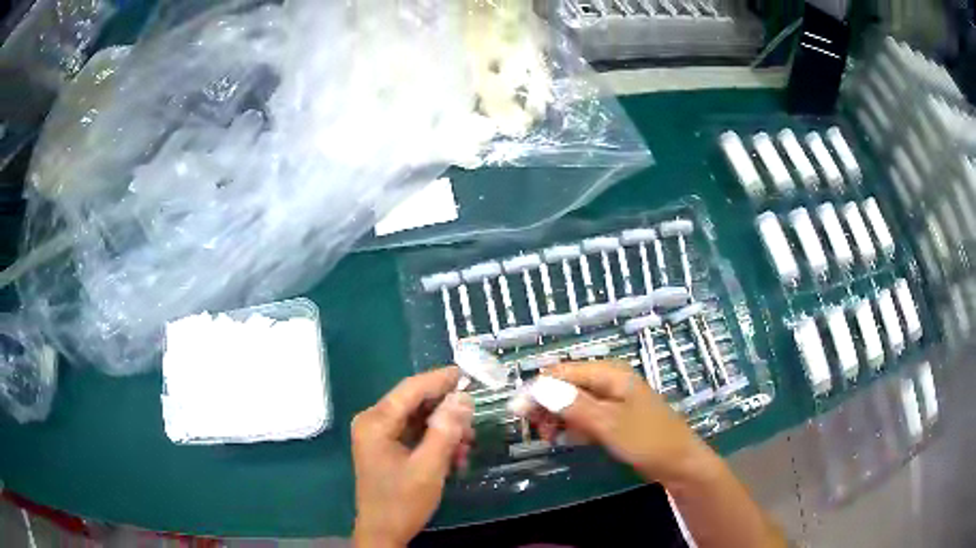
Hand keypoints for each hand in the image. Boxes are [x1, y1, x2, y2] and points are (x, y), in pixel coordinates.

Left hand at [351, 367, 473, 547]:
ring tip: (468, 442)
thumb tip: (463, 398)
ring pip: (417, 418)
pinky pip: (414, 433)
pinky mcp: (385, 447)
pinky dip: (435, 440)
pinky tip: (455, 454)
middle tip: (474, 417)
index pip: (410, 389)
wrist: (383, 532)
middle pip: (414, 403)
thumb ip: (445, 431)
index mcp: (375, 422)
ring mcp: (377, 435)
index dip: (439, 379)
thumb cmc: (402, 501)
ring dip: (444, 428)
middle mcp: (372, 422)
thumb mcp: (429, 468)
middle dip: (446, 409)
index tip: (467, 373)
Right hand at [531, 360, 709, 484]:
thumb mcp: (607, 423)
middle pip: (566, 385)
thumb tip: (537, 387)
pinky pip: (585, 417)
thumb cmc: (646, 439)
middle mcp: (609, 382)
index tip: (518, 412)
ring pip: (573, 403)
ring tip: (549, 438)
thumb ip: (572, 404)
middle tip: (535, 430)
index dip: (538, 389)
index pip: (562, 372)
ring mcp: (612, 401)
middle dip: (547, 405)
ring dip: (557, 418)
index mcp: (609, 373)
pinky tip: (566, 440)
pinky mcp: (613, 418)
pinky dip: (572, 427)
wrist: (678, 463)